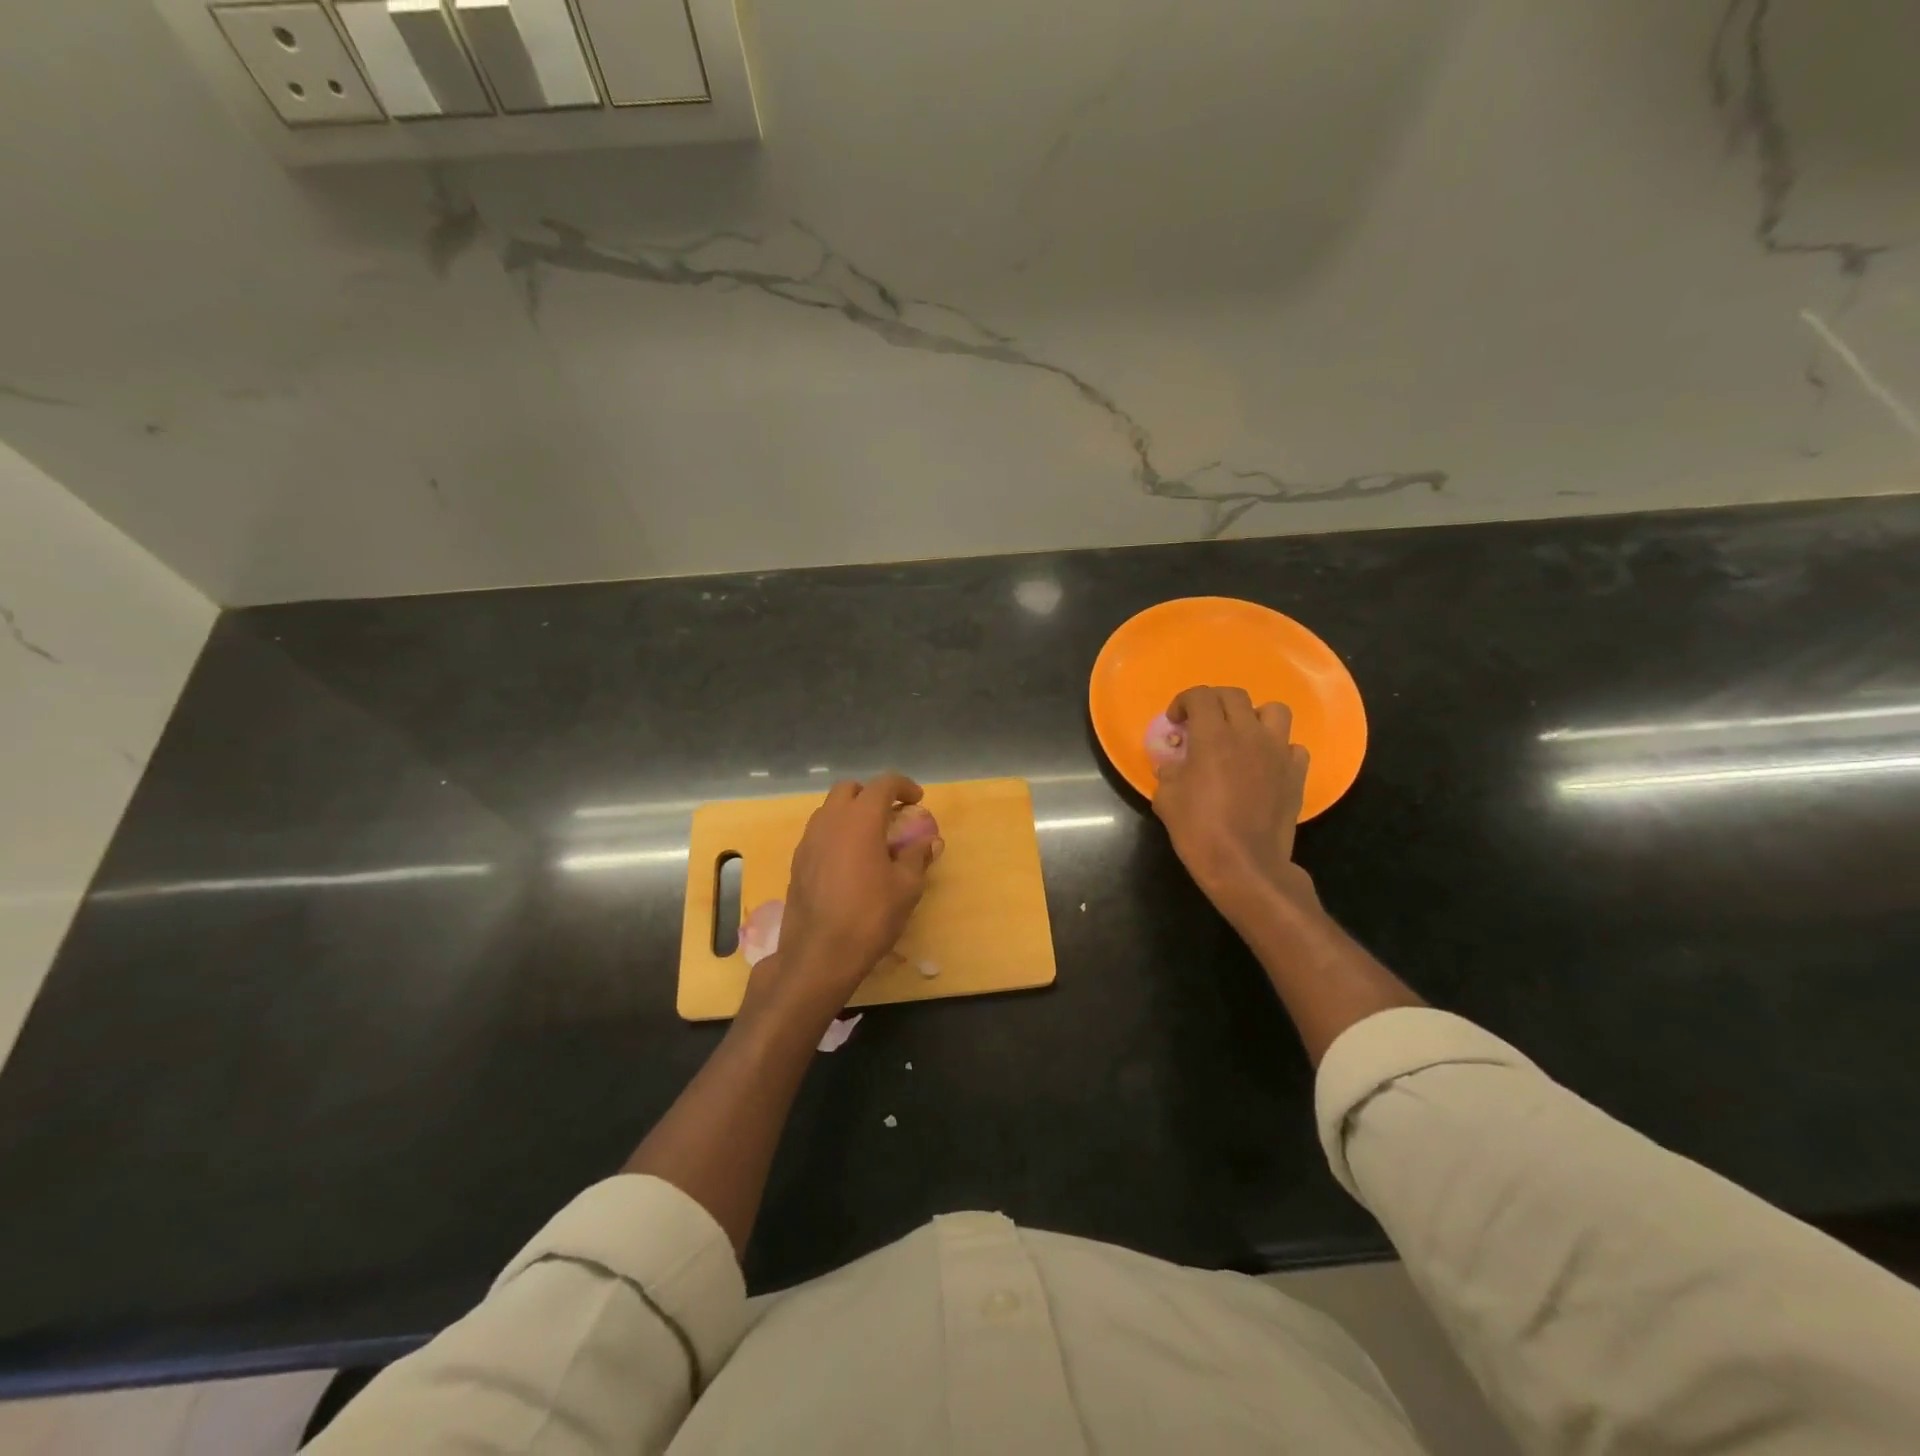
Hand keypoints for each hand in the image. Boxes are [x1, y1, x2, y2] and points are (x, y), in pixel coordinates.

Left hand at [762, 773, 942, 1010]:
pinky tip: (849, 861)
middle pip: (849, 789)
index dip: (903, 786)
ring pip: (829, 810)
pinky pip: (818, 833)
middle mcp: (830, 820)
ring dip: (851, 813)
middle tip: (891, 814)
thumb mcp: (906, 887)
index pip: (883, 784)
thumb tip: (928, 842)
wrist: (819, 954)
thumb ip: (917, 857)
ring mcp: (808, 840)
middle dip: (871, 794)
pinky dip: (836, 834)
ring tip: (870, 837)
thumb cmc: (870, 916)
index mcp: (860, 819)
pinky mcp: (797, 862)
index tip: (917, 799)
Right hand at [1152, 686, 1314, 906]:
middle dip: (1214, 702)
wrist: (1245, 865)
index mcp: (1213, 736)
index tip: (1176, 720)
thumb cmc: (1199, 830)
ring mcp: (1278, 753)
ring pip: (1273, 711)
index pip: (1200, 696)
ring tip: (1241, 736)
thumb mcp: (1166, 800)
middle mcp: (1249, 735)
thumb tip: (1174, 766)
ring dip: (1254, 717)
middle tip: (1202, 723)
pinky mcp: (1296, 774)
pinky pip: (1292, 747)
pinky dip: (1278, 749)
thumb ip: (1169, 773)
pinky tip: (1265, 765)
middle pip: (1234, 696)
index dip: (1184, 701)